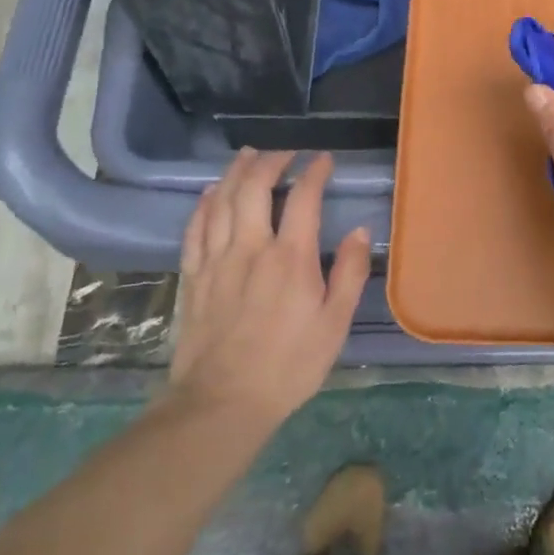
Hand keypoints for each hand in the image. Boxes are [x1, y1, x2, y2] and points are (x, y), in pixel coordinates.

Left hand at [168, 150, 370, 432]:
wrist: (222, 403)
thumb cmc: (289, 364)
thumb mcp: (335, 324)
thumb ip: (350, 273)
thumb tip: (360, 231)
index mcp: (290, 258)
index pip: (303, 198)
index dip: (314, 172)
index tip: (324, 159)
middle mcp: (250, 248)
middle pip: (254, 188)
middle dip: (271, 161)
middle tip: (285, 152)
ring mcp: (216, 261)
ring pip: (220, 201)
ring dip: (235, 172)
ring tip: (248, 155)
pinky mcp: (193, 278)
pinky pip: (194, 229)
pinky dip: (203, 204)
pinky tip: (209, 193)